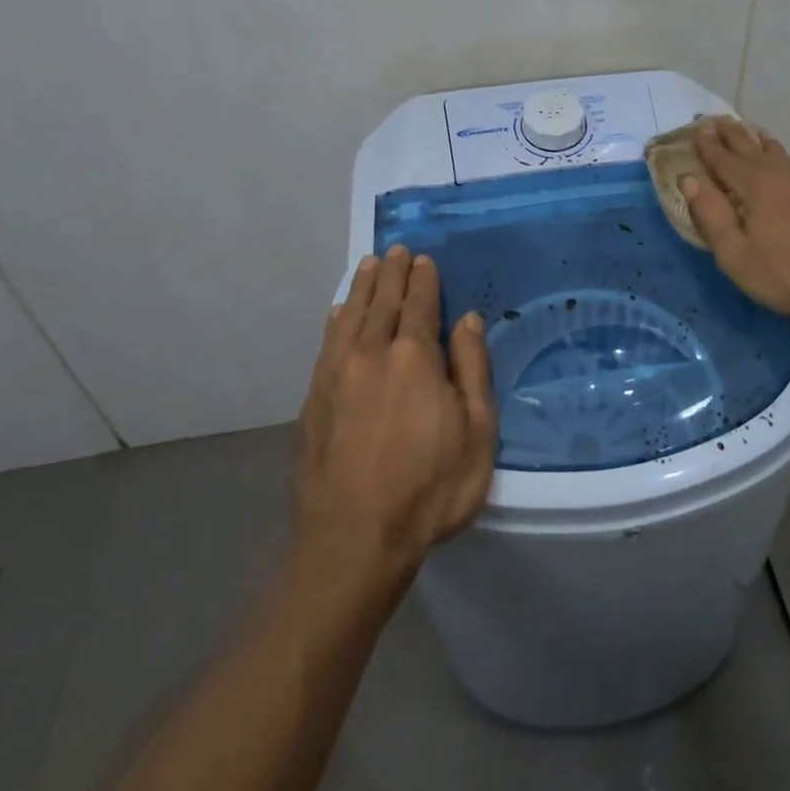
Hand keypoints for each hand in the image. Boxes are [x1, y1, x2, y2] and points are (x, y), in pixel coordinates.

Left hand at [293, 246, 496, 583]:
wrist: (352, 540)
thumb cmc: (430, 488)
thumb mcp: (477, 432)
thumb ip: (472, 369)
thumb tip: (466, 320)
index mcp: (414, 357)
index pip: (419, 304)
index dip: (424, 280)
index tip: (424, 260)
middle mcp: (370, 354)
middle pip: (381, 302)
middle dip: (391, 273)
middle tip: (396, 250)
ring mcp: (335, 375)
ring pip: (349, 316)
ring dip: (361, 288)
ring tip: (368, 265)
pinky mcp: (312, 400)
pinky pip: (326, 342)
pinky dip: (336, 320)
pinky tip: (338, 313)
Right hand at [681, 118, 789, 326]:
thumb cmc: (787, 275)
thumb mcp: (735, 255)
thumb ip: (710, 215)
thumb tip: (689, 179)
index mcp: (754, 186)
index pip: (722, 158)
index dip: (706, 144)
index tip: (694, 127)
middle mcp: (781, 175)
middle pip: (751, 147)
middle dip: (731, 133)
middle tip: (716, 119)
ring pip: (779, 153)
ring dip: (760, 140)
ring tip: (752, 132)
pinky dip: (785, 161)